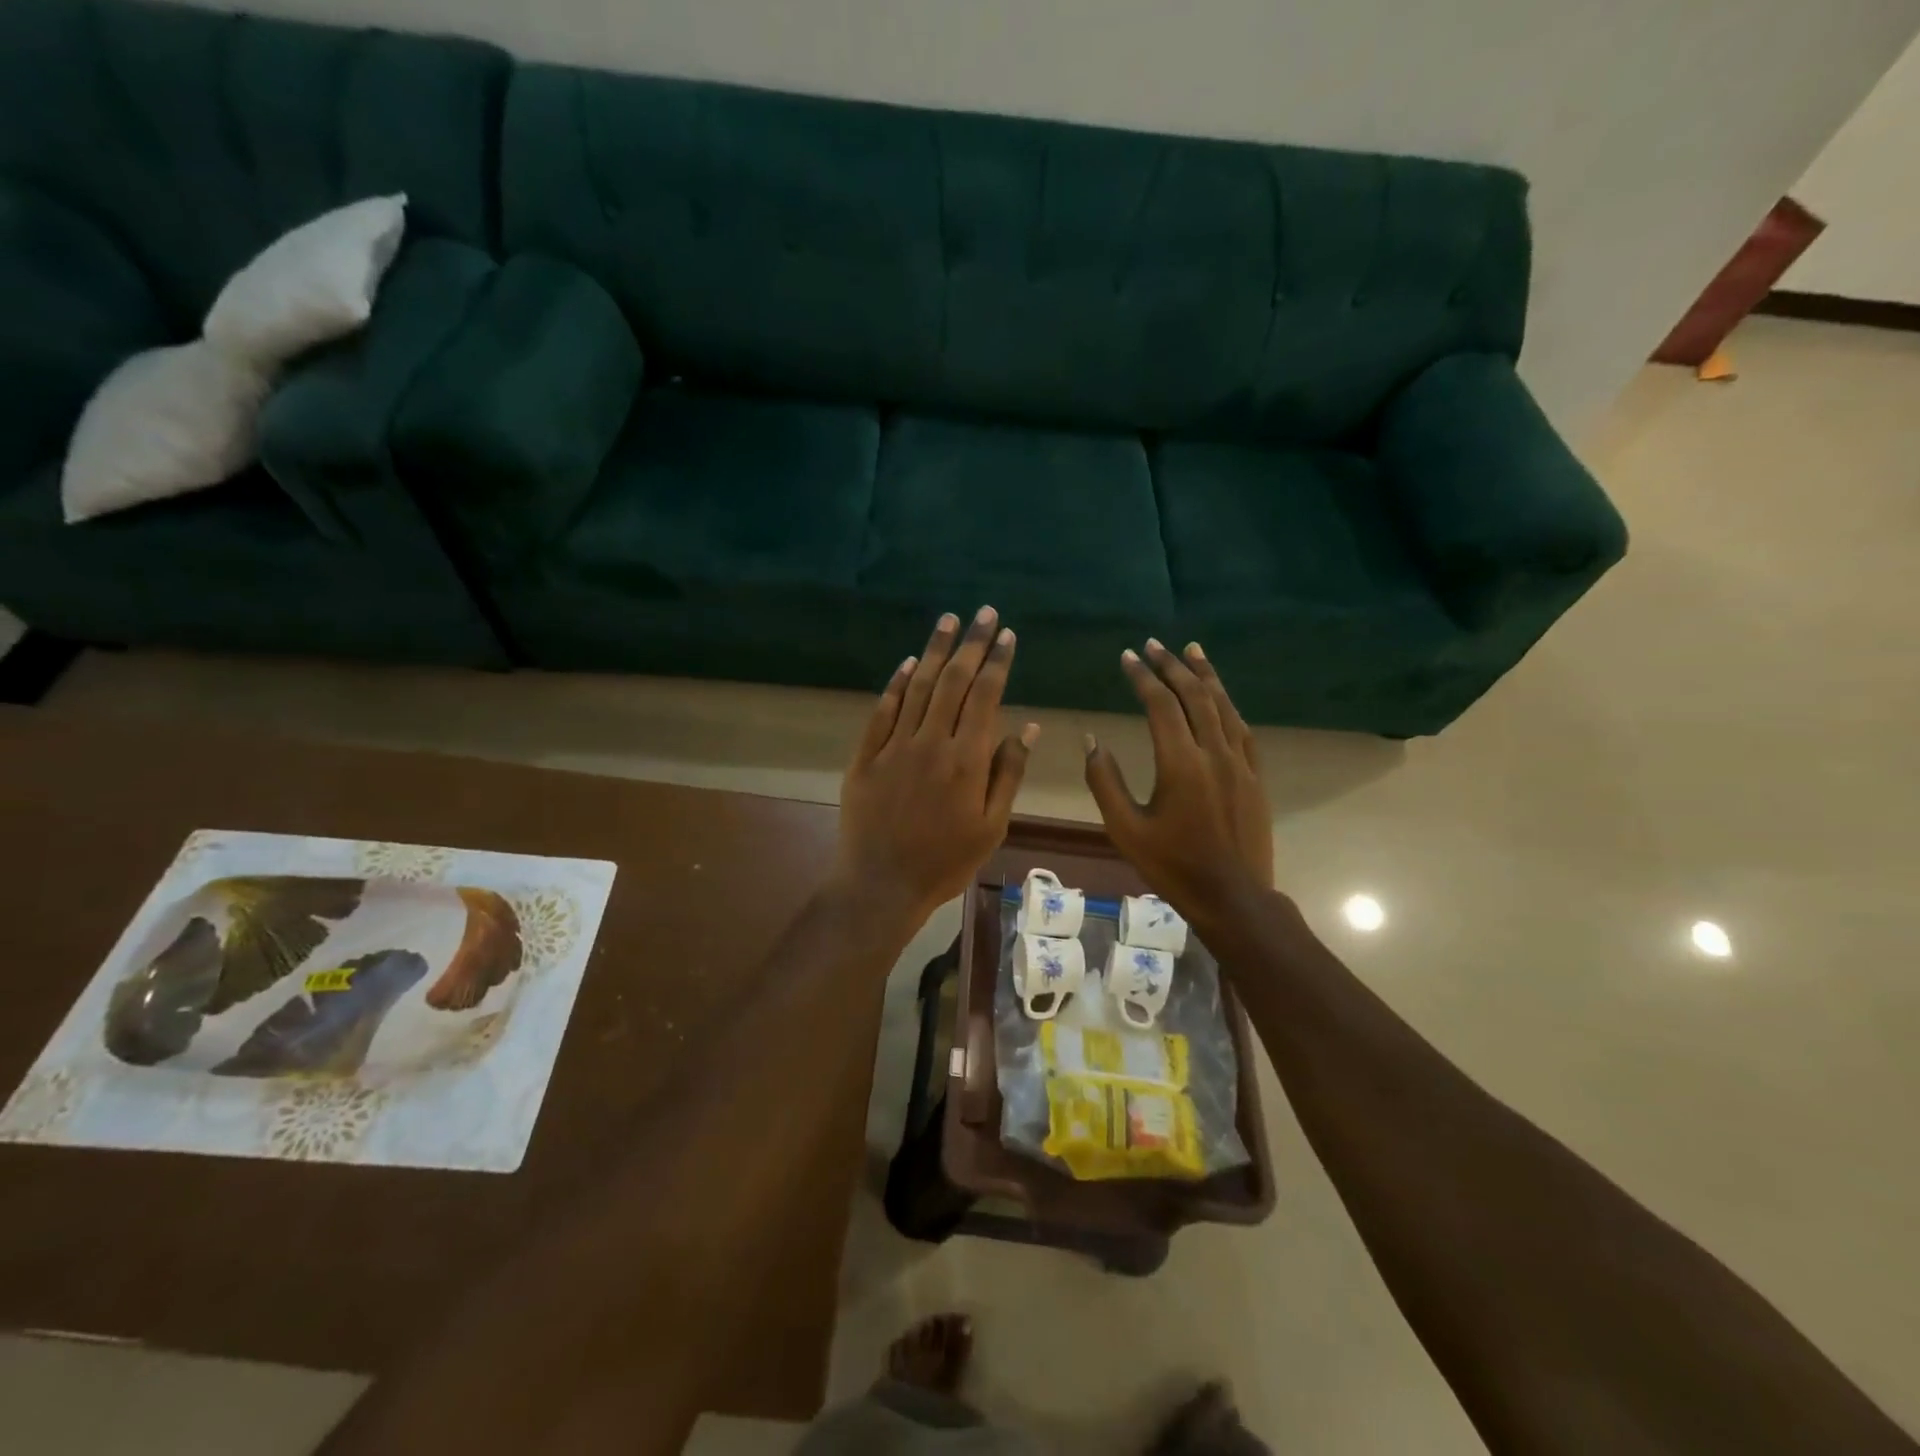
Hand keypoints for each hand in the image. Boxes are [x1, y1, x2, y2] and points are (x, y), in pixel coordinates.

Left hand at [836, 607, 1038, 924]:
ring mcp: (893, 747)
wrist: (880, 886)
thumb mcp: (991, 827)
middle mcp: (930, 742)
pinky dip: (896, 683)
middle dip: (971, 643)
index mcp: (966, 760)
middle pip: (954, 681)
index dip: (997, 662)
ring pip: (918, 687)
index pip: (985, 696)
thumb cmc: (945, 862)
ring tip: (948, 620)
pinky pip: (882, 711)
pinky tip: (909, 663)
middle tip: (983, 613)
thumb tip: (1028, 728)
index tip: (1006, 634)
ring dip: (935, 650)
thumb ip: (1008, 774)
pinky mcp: (865, 756)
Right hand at [1084, 640, 1274, 920]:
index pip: (1160, 705)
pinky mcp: (1255, 777)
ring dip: (1205, 676)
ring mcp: (1240, 764)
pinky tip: (1220, 697)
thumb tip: (1091, 740)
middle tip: (1154, 644)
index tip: (1127, 657)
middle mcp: (1213, 753)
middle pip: (1194, 696)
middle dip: (1172, 666)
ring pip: (1223, 706)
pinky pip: (1242, 730)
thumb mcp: (1125, 829)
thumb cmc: (1172, 866)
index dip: (1143, 677)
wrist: (1233, 897)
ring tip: (1191, 650)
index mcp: (1180, 764)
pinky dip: (1228, 705)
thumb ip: (1104, 781)